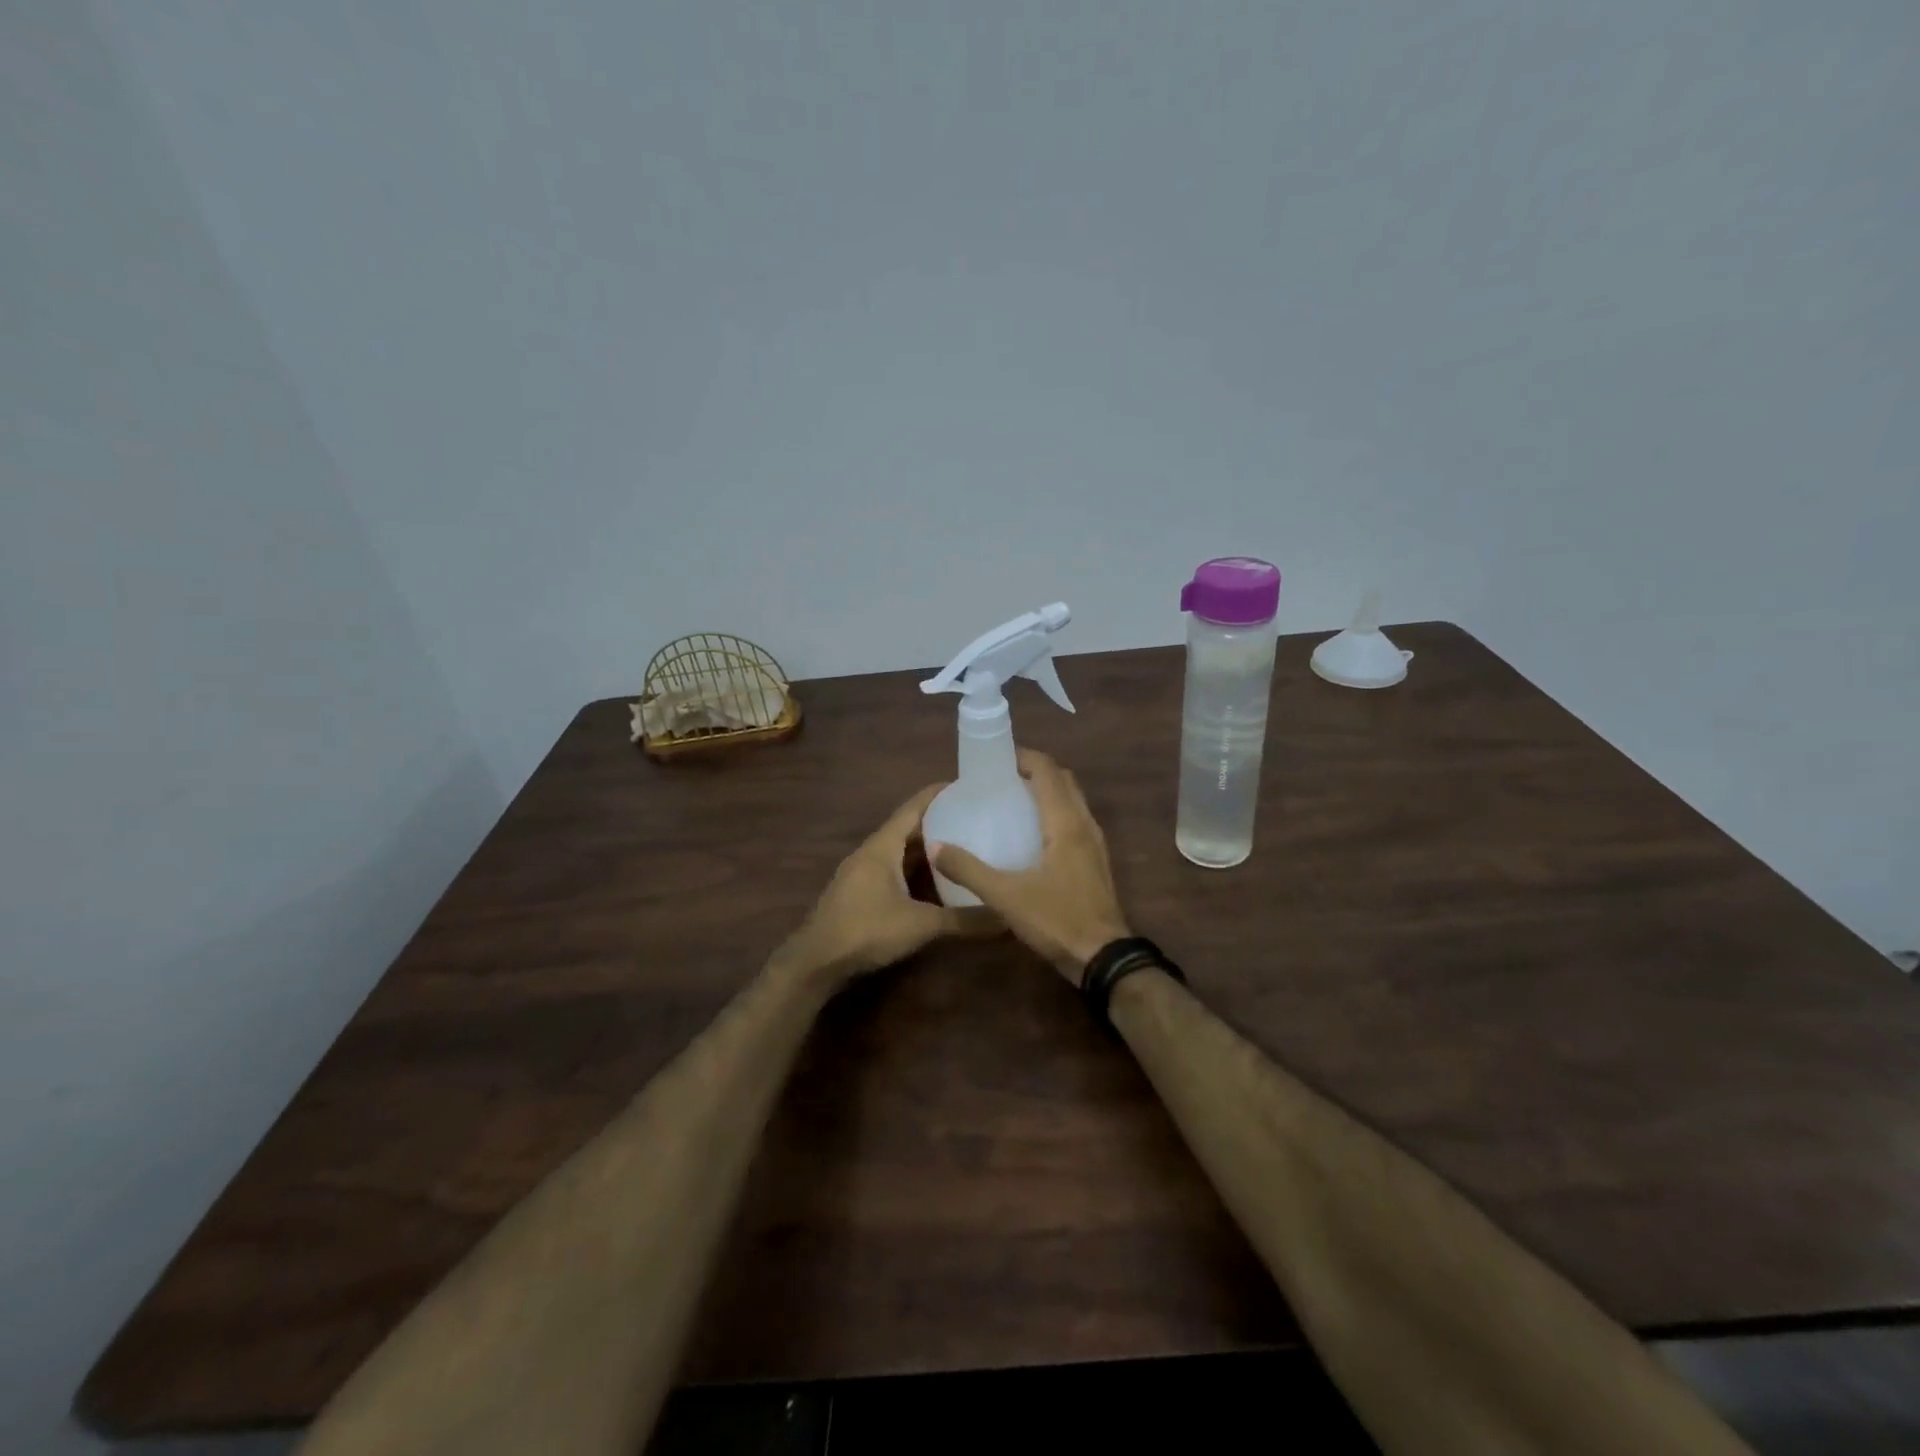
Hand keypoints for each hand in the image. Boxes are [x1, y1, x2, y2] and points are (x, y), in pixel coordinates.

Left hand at [786, 784, 994, 982]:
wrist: (816, 962)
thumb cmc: (866, 930)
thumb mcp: (921, 924)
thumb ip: (964, 920)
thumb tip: (1007, 917)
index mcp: (882, 846)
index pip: (914, 807)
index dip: (940, 794)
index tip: (969, 787)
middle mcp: (872, 852)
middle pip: (909, 827)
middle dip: (940, 821)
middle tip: (976, 818)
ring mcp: (863, 872)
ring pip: (901, 850)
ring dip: (928, 846)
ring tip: (963, 844)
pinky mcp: (861, 892)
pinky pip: (894, 869)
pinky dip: (916, 868)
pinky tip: (937, 880)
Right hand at [931, 749, 1130, 981]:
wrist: (1103, 957)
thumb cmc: (1056, 920)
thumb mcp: (1006, 896)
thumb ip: (969, 870)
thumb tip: (935, 846)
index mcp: (1065, 822)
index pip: (1048, 771)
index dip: (1024, 757)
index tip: (995, 759)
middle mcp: (1084, 824)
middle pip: (1063, 780)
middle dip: (1035, 770)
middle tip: (1002, 778)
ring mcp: (1094, 843)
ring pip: (1073, 800)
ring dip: (1048, 790)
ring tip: (1014, 800)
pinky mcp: (1095, 861)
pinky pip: (1076, 820)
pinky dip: (1056, 812)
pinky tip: (1032, 834)